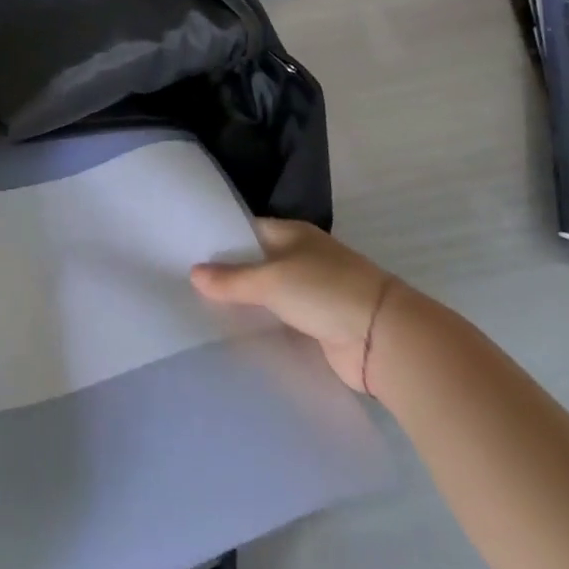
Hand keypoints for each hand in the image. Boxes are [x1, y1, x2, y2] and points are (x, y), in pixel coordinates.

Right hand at [191, 219, 402, 393]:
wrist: (383, 339)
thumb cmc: (325, 291)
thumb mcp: (272, 280)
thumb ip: (232, 279)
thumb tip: (193, 272)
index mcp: (292, 234)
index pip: (247, 230)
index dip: (220, 239)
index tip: (187, 252)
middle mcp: (301, 259)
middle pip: (257, 264)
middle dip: (228, 275)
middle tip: (185, 285)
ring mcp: (311, 293)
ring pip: (268, 295)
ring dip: (246, 304)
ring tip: (201, 312)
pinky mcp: (317, 326)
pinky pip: (281, 322)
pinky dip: (263, 327)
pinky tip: (235, 335)